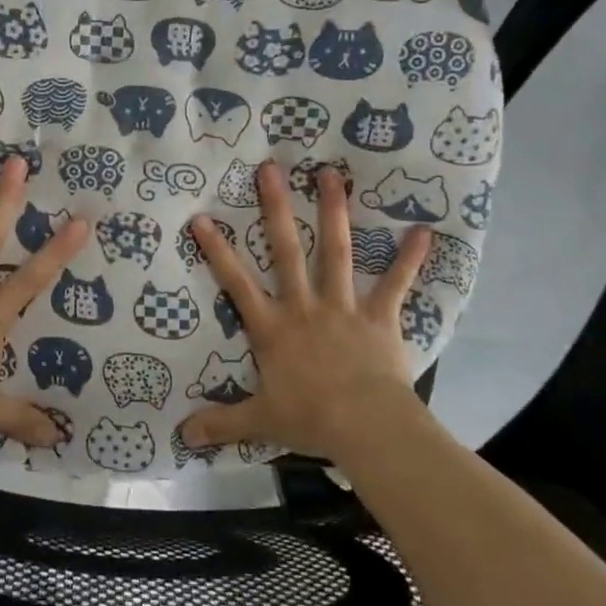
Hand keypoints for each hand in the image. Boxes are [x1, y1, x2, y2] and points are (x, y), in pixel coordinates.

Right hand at [181, 162, 432, 460]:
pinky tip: (423, 230)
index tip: (202, 217)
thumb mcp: (259, 421)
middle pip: (286, 250)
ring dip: (334, 212)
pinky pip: (396, 283)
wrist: (367, 428)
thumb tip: (181, 436)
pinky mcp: (379, 317)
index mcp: (272, 327)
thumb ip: (221, 423)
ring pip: (336, 251)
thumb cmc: (311, 420)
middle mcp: (304, 306)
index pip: (236, 283)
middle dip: (276, 208)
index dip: (217, 250)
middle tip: (270, 169)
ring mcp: (343, 307)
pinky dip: (409, 258)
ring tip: (330, 175)